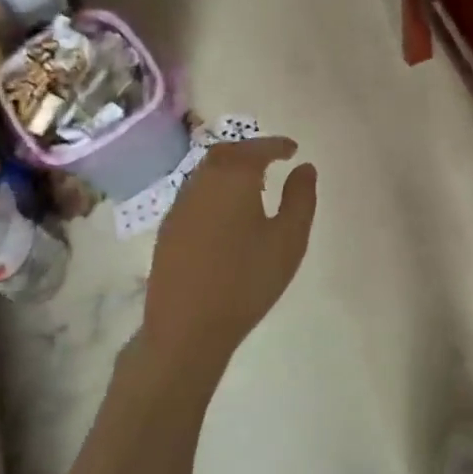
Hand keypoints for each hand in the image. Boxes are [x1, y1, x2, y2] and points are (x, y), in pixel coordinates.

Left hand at [141, 137, 317, 374]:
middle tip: (272, 160)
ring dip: (230, 169)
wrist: (186, 328)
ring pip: (206, 172)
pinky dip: (214, 189)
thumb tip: (304, 167)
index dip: (276, 145)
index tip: (293, 149)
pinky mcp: (168, 229)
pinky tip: (226, 212)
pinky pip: (195, 193)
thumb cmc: (246, 281)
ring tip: (252, 183)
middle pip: (226, 153)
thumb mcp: (288, 239)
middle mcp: (202, 182)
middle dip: (250, 151)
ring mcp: (180, 206)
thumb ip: (300, 198)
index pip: (256, 149)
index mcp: (233, 178)